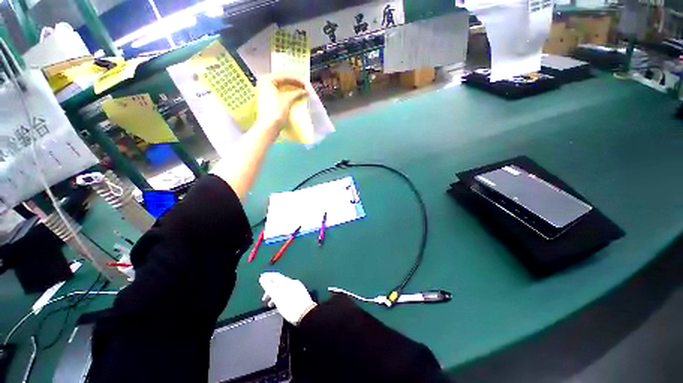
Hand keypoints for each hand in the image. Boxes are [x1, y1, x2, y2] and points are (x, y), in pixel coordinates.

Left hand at [256, 74, 307, 128]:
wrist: (268, 127)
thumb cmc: (277, 111)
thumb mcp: (289, 99)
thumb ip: (298, 92)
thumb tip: (305, 91)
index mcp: (267, 80)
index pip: (285, 76)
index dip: (297, 80)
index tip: (307, 84)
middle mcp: (263, 83)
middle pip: (282, 80)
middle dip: (294, 83)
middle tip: (304, 87)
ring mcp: (263, 92)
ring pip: (280, 86)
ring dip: (291, 88)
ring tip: (301, 91)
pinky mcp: (265, 99)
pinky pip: (277, 92)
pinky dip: (286, 93)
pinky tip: (294, 96)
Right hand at [259, 272, 316, 324]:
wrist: (307, 316)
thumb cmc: (289, 306)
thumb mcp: (276, 296)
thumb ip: (268, 286)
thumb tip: (262, 277)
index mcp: (287, 281)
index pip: (274, 275)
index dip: (266, 277)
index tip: (260, 281)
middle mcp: (293, 283)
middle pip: (279, 283)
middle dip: (270, 289)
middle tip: (264, 298)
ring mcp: (299, 289)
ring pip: (283, 289)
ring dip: (275, 295)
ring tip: (271, 305)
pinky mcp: (301, 297)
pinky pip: (288, 294)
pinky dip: (282, 298)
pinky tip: (280, 305)